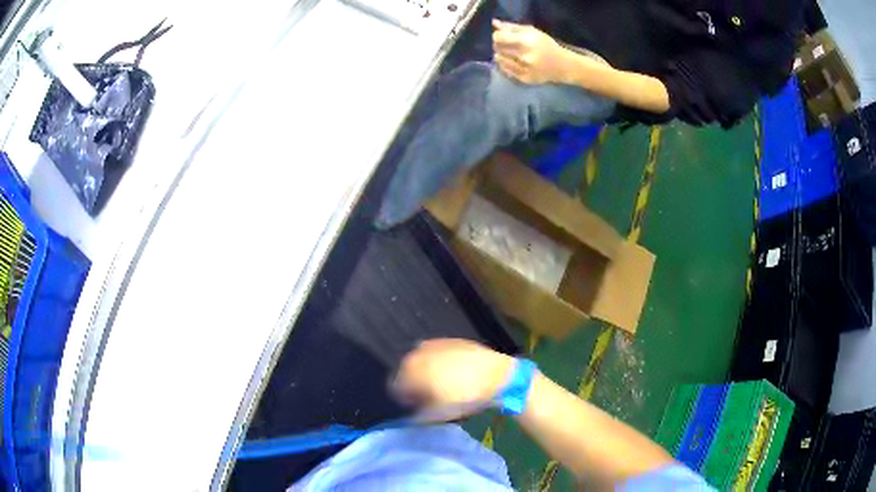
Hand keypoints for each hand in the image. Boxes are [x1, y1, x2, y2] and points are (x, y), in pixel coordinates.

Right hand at [393, 339, 514, 420]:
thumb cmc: (464, 397)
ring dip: (425, 373)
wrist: (496, 375)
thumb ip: (417, 416)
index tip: (416, 407)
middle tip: (428, 397)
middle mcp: (416, 353)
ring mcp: (434, 344)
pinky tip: (453, 374)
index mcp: (409, 370)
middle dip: (413, 385)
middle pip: (406, 372)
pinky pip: (437, 355)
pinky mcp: (450, 341)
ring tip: (441, 386)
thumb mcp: (437, 414)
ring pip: (421, 362)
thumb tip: (410, 416)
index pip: (394, 387)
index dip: (404, 400)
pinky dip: (439, 364)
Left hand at [492, 20, 568, 83]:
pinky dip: (505, 65)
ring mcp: (524, 69)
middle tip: (504, 44)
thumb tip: (494, 23)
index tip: (500, 36)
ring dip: (501, 55)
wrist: (563, 66)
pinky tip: (513, 62)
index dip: (496, 36)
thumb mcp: (532, 32)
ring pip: (499, 60)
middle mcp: (524, 56)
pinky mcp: (524, 79)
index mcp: (527, 41)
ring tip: (509, 53)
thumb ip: (512, 27)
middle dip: (497, 45)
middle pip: (497, 48)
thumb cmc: (546, 45)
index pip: (498, 37)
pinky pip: (506, 71)